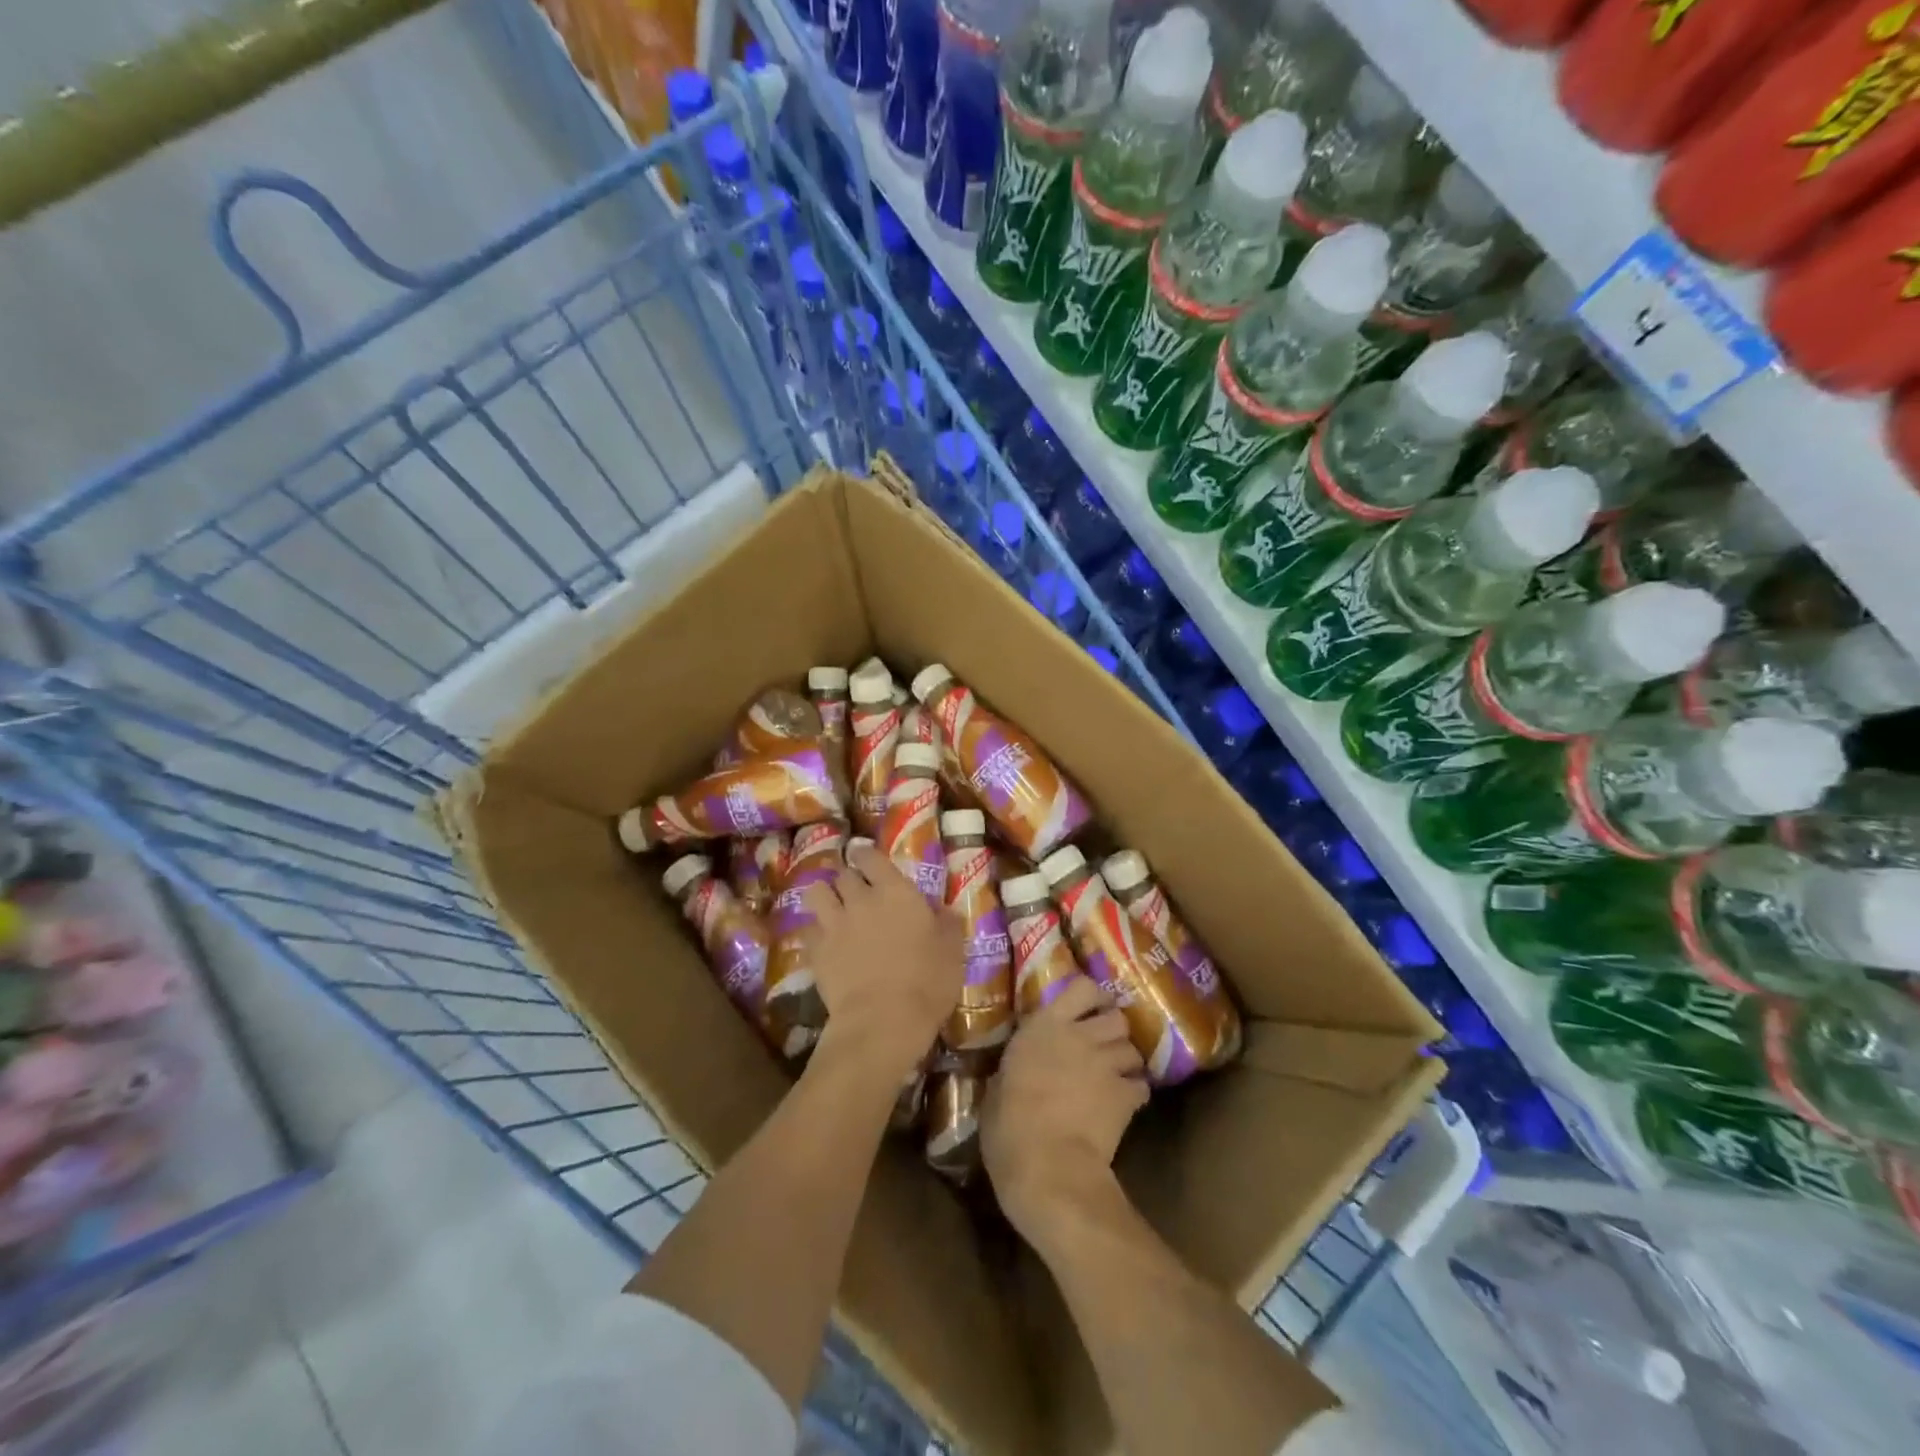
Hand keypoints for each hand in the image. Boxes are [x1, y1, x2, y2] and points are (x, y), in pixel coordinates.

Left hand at [801, 842, 963, 1079]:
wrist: (883, 1021)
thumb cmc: (927, 982)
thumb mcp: (953, 951)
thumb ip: (948, 925)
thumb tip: (945, 910)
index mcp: (896, 892)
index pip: (871, 857)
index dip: (866, 856)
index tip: (867, 860)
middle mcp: (861, 899)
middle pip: (844, 875)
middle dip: (848, 879)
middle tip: (857, 891)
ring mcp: (834, 924)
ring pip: (817, 893)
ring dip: (824, 896)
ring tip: (832, 907)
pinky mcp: (816, 951)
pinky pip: (809, 929)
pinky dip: (815, 931)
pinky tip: (824, 942)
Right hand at [982, 977, 1147, 1253]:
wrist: (1045, 1165)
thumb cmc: (1008, 1126)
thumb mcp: (998, 1086)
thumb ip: (1014, 1067)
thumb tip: (1015, 1069)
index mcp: (1044, 1026)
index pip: (1082, 988)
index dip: (1092, 997)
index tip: (1090, 1009)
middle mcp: (1080, 1035)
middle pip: (1116, 1017)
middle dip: (1113, 1031)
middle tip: (1103, 1048)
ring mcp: (1106, 1063)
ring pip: (1132, 1049)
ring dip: (1125, 1061)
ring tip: (1116, 1077)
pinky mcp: (1125, 1095)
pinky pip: (1141, 1085)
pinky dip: (1135, 1092)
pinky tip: (1125, 1105)